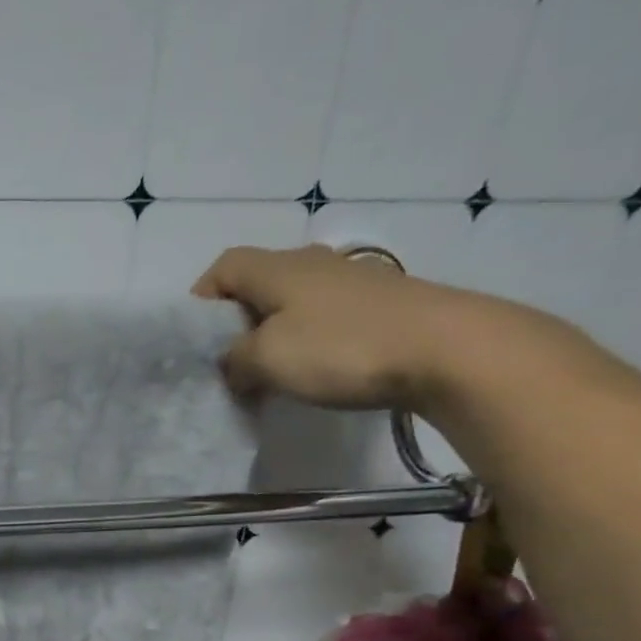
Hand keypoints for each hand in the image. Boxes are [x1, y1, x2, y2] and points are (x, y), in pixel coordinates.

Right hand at [193, 244, 521, 411]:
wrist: (444, 349)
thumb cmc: (341, 347)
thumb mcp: (267, 359)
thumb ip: (235, 360)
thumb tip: (232, 364)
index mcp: (278, 268)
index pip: (224, 267)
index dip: (202, 298)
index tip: (196, 340)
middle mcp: (312, 265)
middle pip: (258, 284)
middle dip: (236, 323)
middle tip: (229, 364)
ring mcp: (350, 283)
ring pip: (292, 304)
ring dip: (273, 335)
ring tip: (270, 375)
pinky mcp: (379, 306)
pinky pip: (324, 320)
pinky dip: (307, 343)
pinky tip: (314, 373)